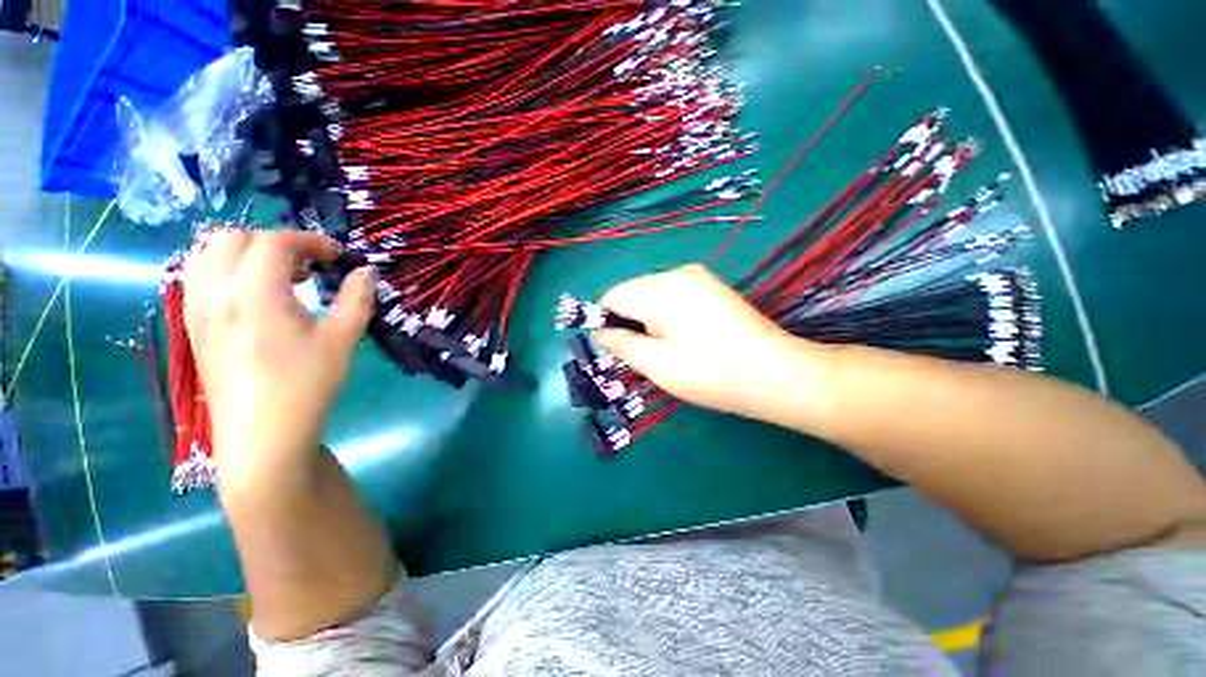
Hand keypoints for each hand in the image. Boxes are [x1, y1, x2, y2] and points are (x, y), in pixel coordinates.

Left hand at [183, 230, 374, 490]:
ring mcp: (197, 307)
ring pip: (207, 253)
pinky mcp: (192, 324)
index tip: (337, 256)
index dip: (310, 241)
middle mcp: (216, 291)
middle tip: (307, 265)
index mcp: (254, 293)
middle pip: (234, 238)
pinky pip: (199, 276)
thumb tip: (367, 271)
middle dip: (275, 242)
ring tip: (278, 275)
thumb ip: (356, 298)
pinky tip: (252, 294)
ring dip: (245, 251)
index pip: (274, 242)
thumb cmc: (305, 383)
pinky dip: (226, 269)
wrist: (261, 433)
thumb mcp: (341, 339)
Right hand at [595, 264, 825, 421]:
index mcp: (659, 290)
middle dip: (628, 319)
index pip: (612, 296)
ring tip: (665, 348)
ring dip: (647, 317)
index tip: (613, 347)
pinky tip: (684, 336)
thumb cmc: (710, 373)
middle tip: (643, 353)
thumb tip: (598, 332)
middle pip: (632, 291)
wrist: (776, 373)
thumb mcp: (657, 364)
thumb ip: (621, 344)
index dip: (604, 320)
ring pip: (652, 293)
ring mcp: (698, 277)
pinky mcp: (712, 286)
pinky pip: (673, 294)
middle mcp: (677, 274)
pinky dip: (667, 313)